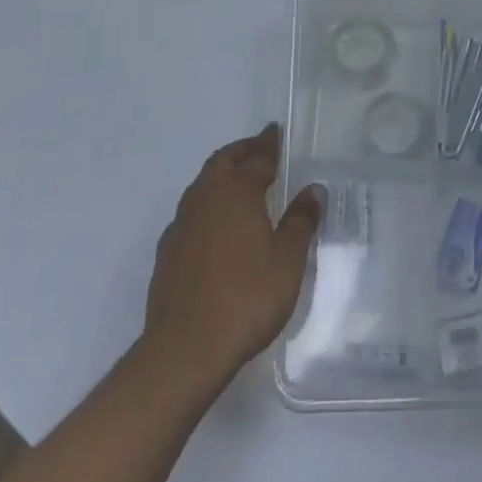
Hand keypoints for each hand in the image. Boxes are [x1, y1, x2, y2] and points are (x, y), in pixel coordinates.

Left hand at [143, 123, 321, 390]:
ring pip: (203, 183)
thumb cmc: (246, 298)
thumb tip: (312, 190)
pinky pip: (191, 211)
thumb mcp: (288, 261)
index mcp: (238, 191)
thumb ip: (300, 221)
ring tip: (240, 182)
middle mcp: (206, 197)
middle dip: (243, 150)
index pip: (258, 157)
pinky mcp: (168, 250)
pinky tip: (216, 224)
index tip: (277, 132)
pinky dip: (207, 203)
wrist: (185, 349)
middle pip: (224, 160)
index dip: (270, 144)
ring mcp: (182, 223)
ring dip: (222, 174)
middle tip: (260, 148)